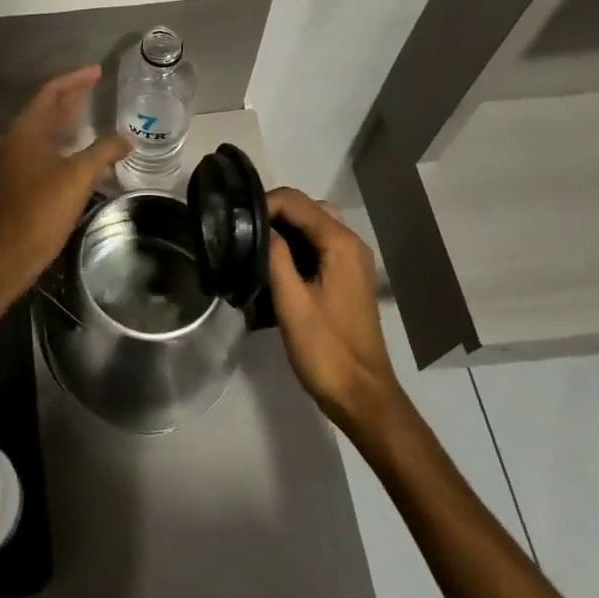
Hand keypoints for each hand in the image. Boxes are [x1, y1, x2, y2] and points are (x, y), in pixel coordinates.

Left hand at [0, 68, 129, 308]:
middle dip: (72, 95)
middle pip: (46, 107)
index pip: (51, 92)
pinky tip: (83, 147)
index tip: (98, 71)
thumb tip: (125, 139)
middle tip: (98, 85)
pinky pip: (45, 146)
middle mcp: (18, 139)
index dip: (75, 79)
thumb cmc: (43, 208)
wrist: (12, 253)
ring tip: (94, 109)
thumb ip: (103, 151)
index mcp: (26, 129)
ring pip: (46, 128)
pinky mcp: (22, 178)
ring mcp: (17, 159)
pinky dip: (64, 139)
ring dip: (68, 117)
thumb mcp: (79, 175)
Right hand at [267, 188, 400, 430]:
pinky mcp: (348, 277)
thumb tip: (258, 225)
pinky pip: (319, 244)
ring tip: (254, 245)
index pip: (296, 202)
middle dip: (274, 212)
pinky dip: (296, 244)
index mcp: (340, 244)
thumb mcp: (291, 301)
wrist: (362, 395)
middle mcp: (351, 244)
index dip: (264, 204)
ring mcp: (353, 261)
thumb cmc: (325, 349)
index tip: (236, 223)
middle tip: (243, 232)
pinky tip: (274, 263)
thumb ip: (275, 256)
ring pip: (313, 225)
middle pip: (307, 208)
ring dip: (284, 228)